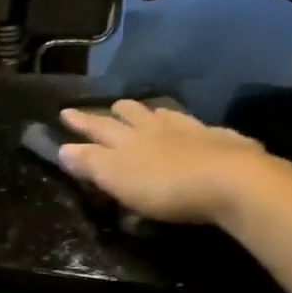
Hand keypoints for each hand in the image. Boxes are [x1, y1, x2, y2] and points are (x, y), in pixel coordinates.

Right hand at [58, 100, 275, 225]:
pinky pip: (200, 128)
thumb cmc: (164, 185)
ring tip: (150, 111)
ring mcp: (191, 131)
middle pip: (133, 115)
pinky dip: (190, 126)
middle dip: (117, 111)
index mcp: (128, 139)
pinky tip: (196, 129)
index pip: (97, 128)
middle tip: (111, 106)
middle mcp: (157, 128)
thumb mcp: (117, 178)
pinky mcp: (221, 142)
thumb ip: (90, 163)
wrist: (229, 181)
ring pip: (166, 116)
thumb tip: (62, 148)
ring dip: (153, 113)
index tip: (65, 112)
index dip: (81, 122)